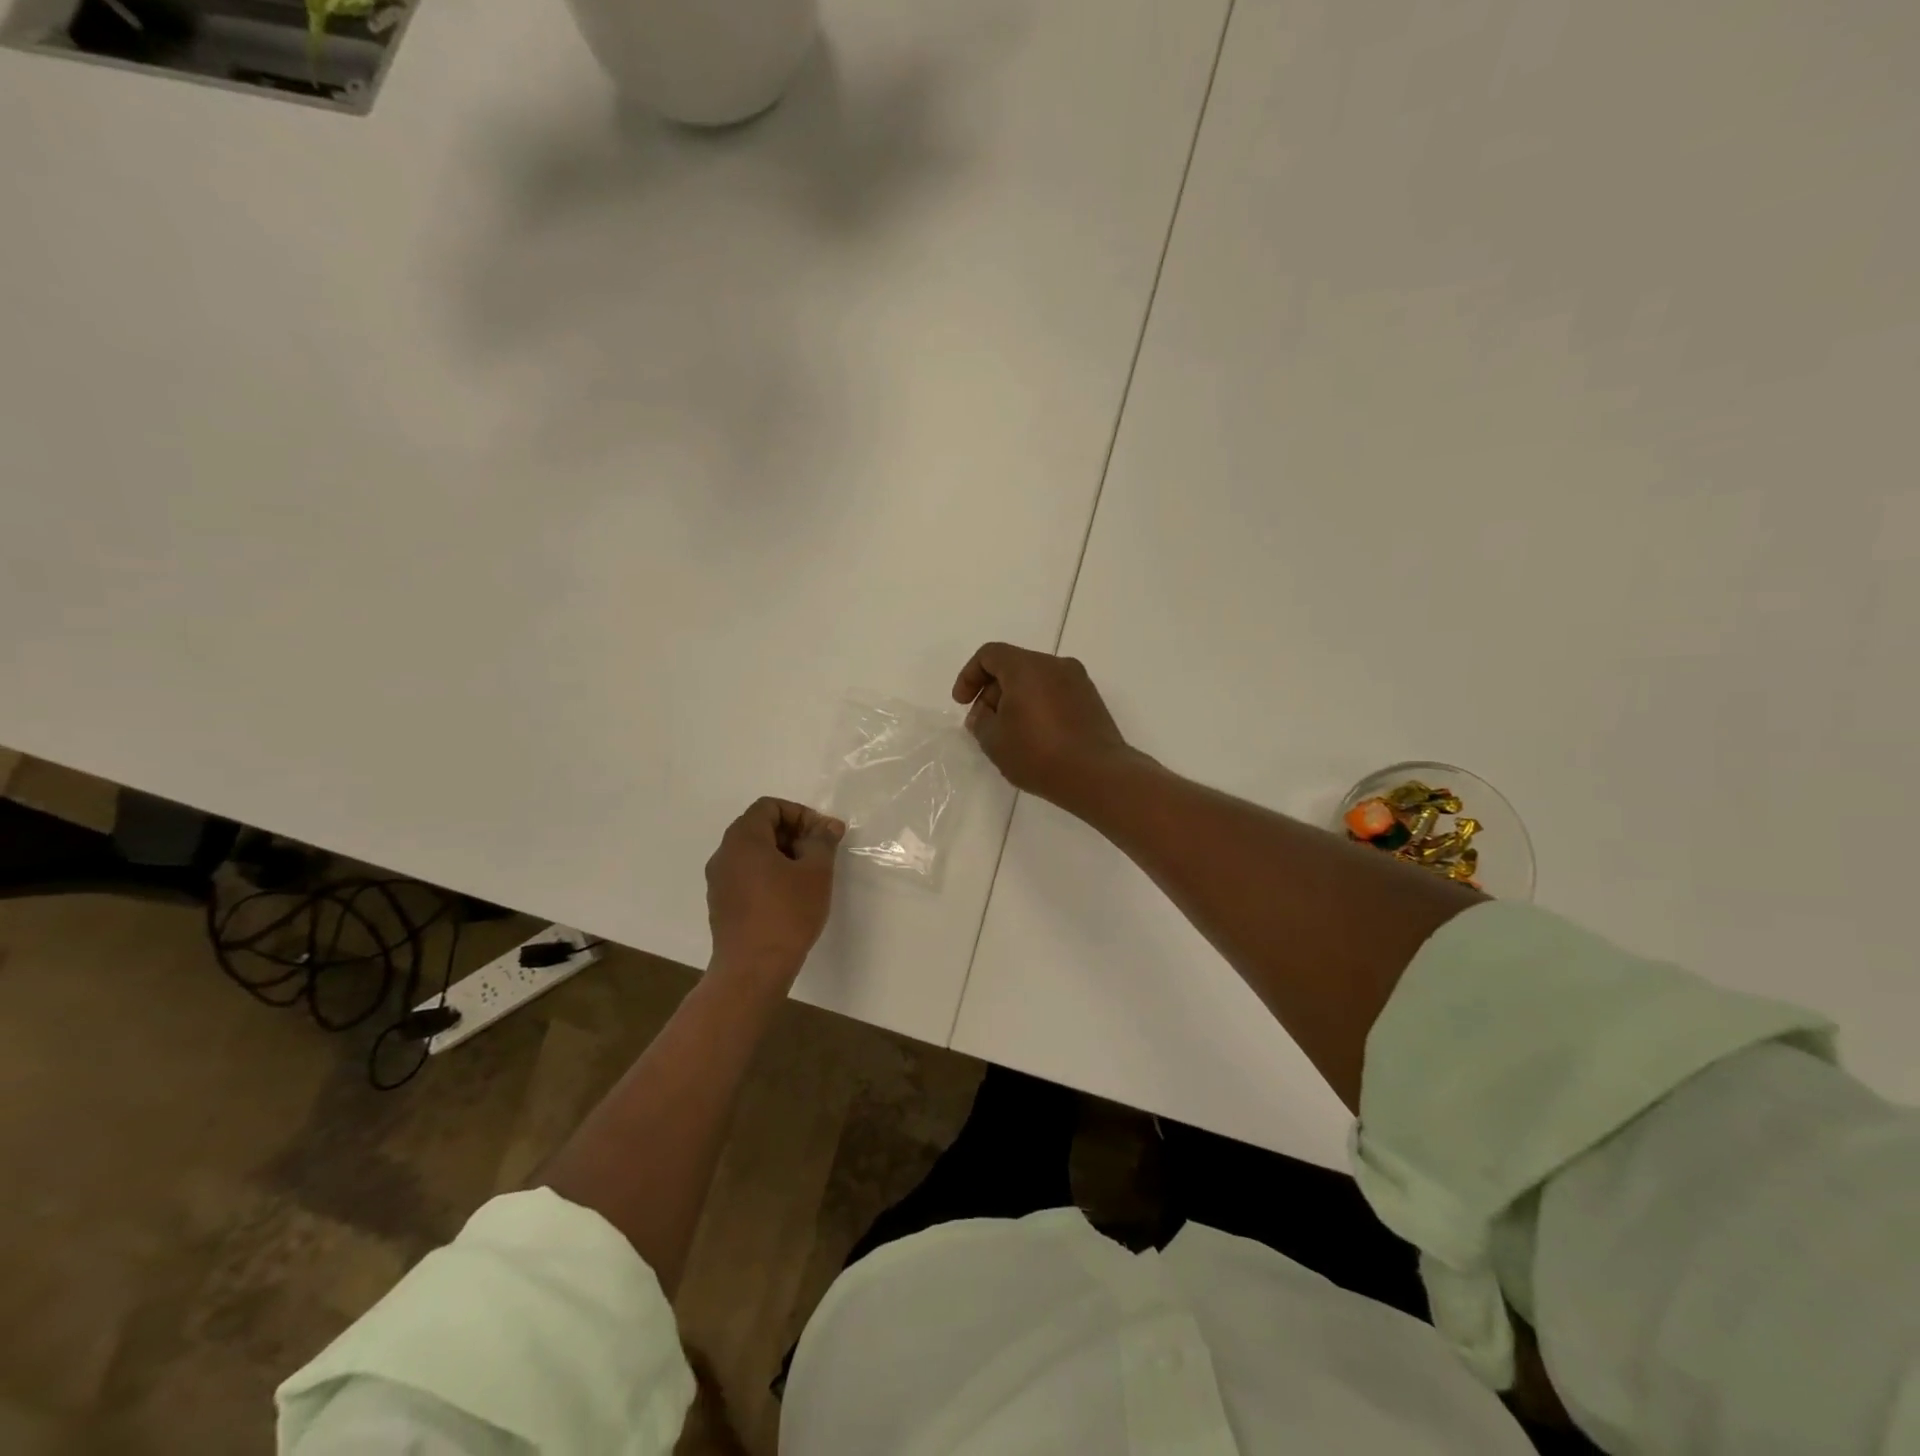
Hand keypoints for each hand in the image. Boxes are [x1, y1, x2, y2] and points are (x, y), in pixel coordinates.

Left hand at [705, 798, 844, 986]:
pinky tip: (789, 897)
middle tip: (820, 854)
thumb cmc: (786, 914)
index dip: (800, 814)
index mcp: (743, 839)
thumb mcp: (816, 873)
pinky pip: (746, 875)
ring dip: (782, 855)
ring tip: (808, 877)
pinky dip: (768, 875)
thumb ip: (822, 842)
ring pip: (753, 853)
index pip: (769, 807)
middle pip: (759, 827)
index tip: (823, 835)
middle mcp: (724, 854)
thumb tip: (828, 826)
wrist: (752, 969)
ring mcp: (718, 881)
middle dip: (793, 834)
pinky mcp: (721, 904)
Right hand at [951, 642, 1134, 810]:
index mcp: (1027, 667)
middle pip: (1014, 666)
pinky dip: (1038, 706)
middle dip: (992, 691)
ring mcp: (1078, 682)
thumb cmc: (1038, 754)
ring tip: (1009, 734)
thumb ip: (980, 721)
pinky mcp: (1091, 701)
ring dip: (1016, 700)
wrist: (1097, 775)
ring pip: (1036, 680)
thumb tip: (983, 713)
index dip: (969, 675)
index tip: (962, 703)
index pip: (990, 655)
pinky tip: (1035, 737)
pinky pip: (1055, 693)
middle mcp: (1055, 665)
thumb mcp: (994, 741)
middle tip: (984, 724)